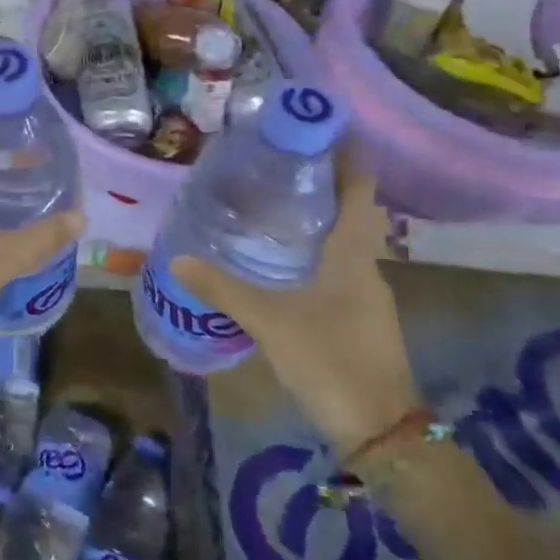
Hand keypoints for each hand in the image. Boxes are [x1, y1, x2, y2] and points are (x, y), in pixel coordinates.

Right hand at [171, 156, 417, 456]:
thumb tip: (178, 258)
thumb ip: (223, 289)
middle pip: (351, 215)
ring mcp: (368, 298)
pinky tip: (284, 265)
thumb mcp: (269, 321)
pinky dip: (316, 255)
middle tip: (278, 166)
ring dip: (318, 223)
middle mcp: (368, 269)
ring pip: (344, 246)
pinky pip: (339, 272)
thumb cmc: (330, 359)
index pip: (359, 193)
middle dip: (323, 187)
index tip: (326, 129)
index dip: (349, 158)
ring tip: (273, 208)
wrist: (381, 430)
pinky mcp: (362, 321)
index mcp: (353, 257)